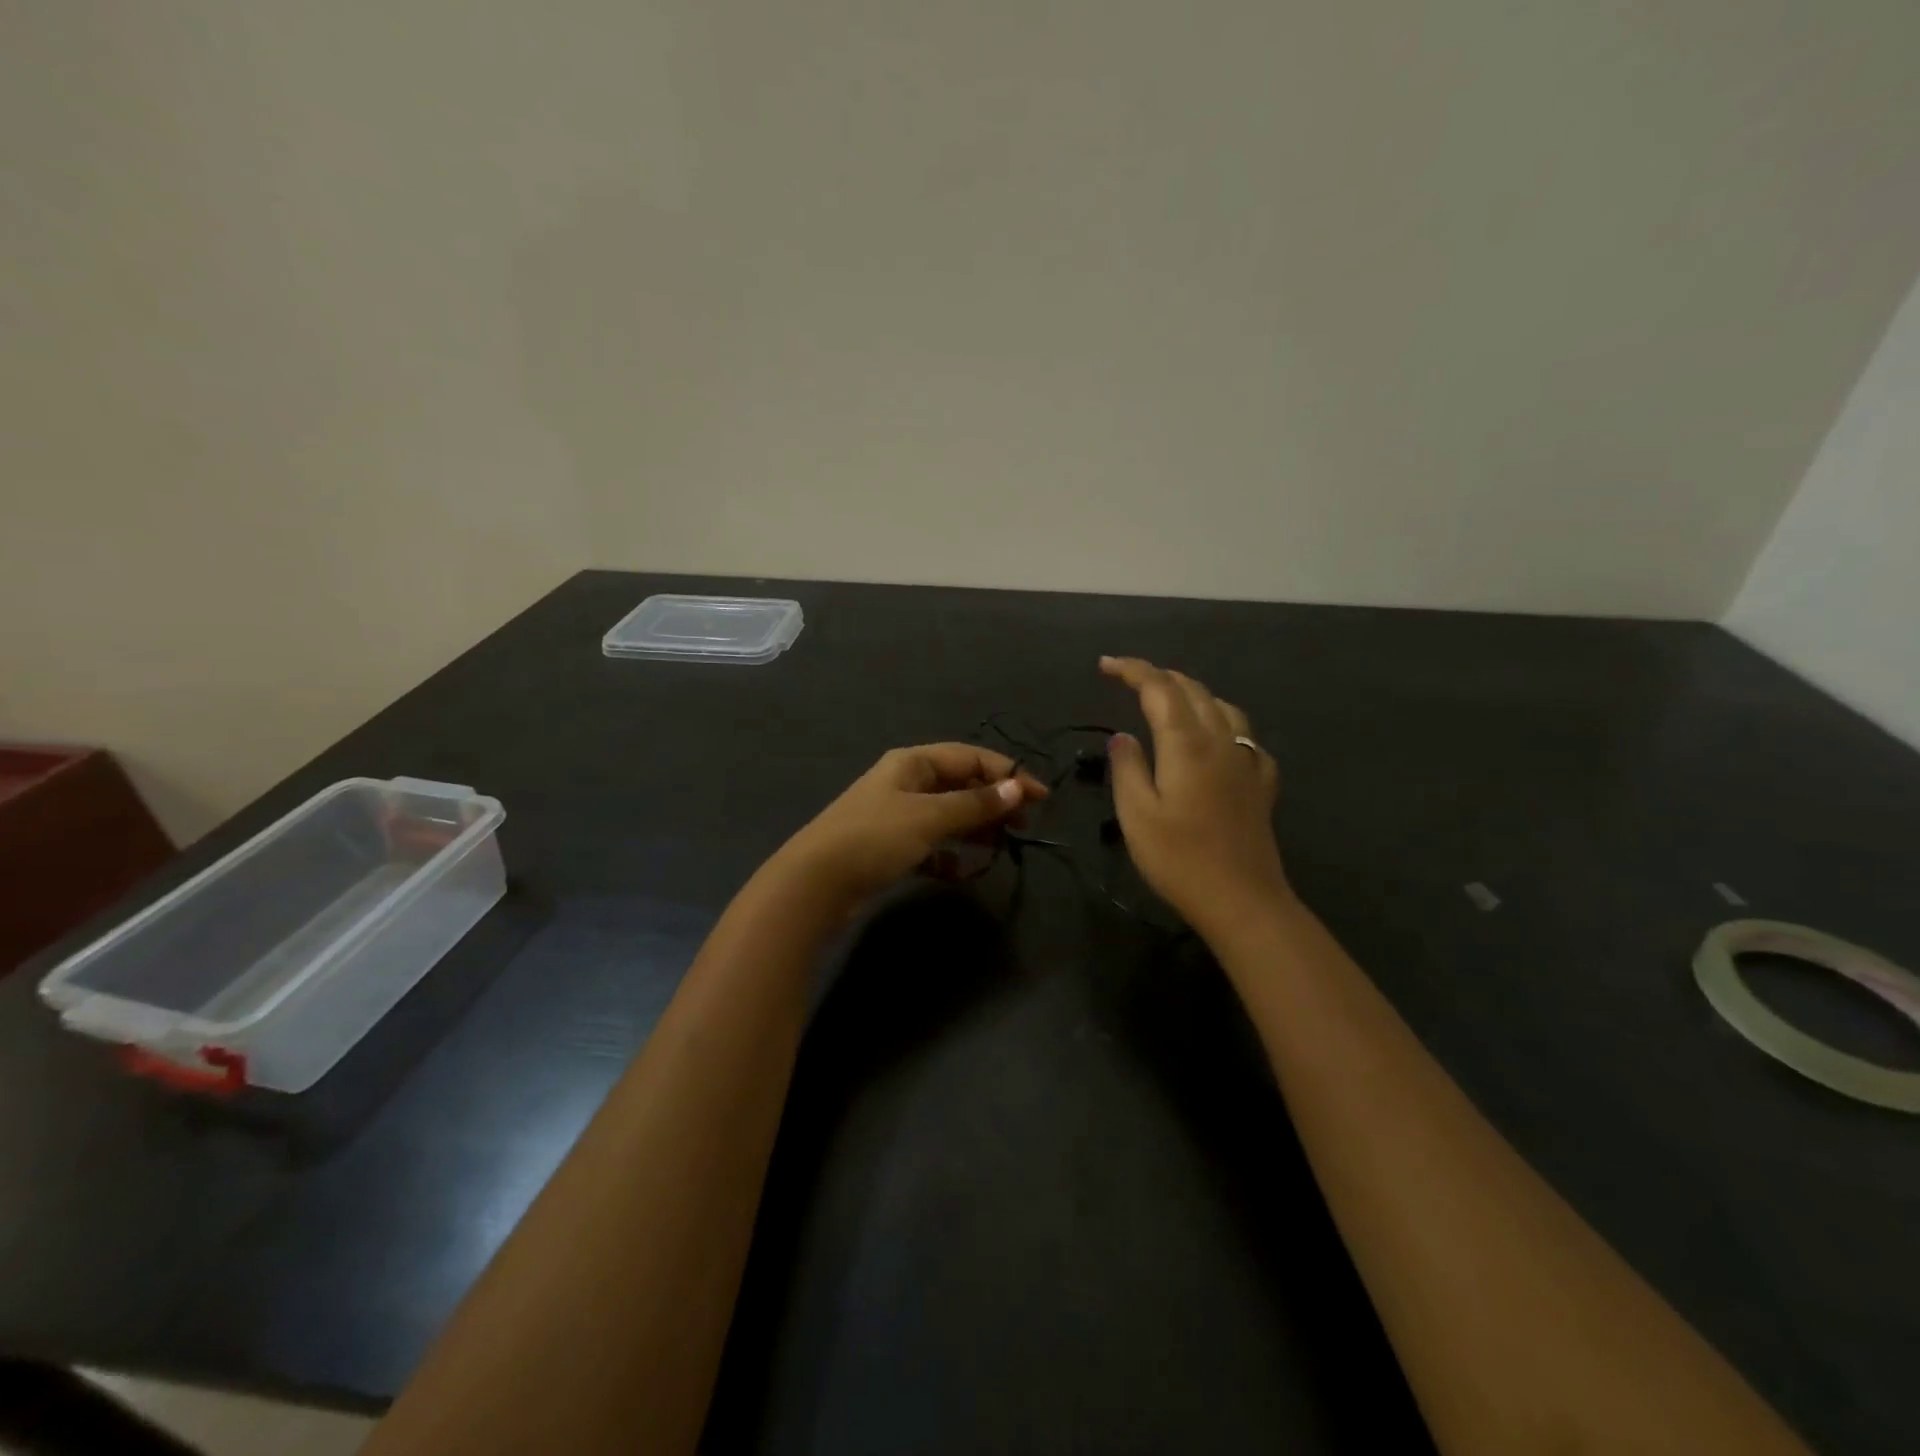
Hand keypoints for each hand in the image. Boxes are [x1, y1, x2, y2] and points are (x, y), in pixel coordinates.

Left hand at [776, 744, 1048, 908]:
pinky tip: (962, 872)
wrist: (815, 884)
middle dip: (993, 802)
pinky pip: (931, 846)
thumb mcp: (930, 817)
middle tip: (1024, 826)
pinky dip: (949, 855)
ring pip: (947, 816)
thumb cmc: (875, 838)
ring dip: (975, 829)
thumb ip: (976, 804)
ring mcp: (896, 817)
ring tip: (1000, 847)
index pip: (970, 758)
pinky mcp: (890, 849)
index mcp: (912, 763)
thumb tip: (1019, 787)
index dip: (1007, 774)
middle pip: (960, 785)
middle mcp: (905, 783)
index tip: (1040, 799)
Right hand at [1100, 656, 1288, 930]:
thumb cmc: (1179, 859)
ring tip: (1173, 699)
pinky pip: (1246, 739)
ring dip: (1194, 694)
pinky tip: (1219, 741)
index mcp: (1186, 743)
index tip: (1105, 665)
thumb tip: (1124, 737)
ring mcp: (1247, 762)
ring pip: (1224, 708)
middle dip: (1160, 677)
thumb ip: (1127, 767)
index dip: (1132, 670)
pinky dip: (1225, 726)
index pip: (1159, 689)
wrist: (1242, 900)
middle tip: (1130, 679)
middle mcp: (1221, 742)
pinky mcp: (1261, 785)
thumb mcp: (1136, 814)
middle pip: (1194, 691)